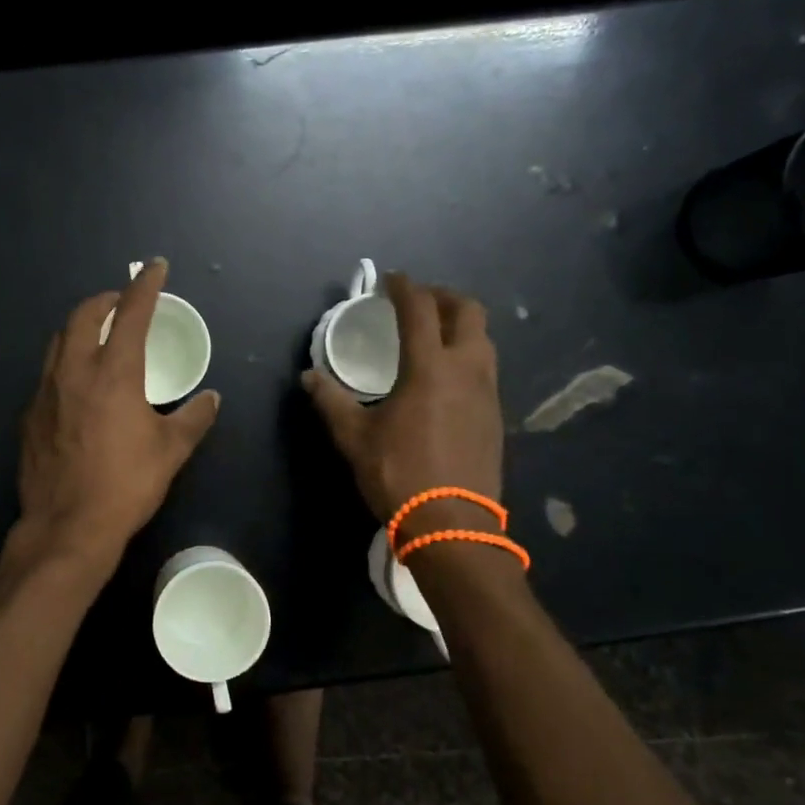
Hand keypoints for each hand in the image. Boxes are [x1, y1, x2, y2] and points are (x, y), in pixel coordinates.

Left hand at [17, 258, 220, 563]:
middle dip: (105, 299)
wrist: (67, 527)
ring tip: (99, 336)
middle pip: (84, 315)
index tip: (155, 267)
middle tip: (122, 303)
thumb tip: (211, 398)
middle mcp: (75, 371)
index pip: (132, 313)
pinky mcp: (29, 415)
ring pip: (59, 341)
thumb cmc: (126, 485)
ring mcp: (46, 392)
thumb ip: (193, 418)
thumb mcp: (170, 451)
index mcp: (114, 373)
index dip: (145, 285)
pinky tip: (77, 386)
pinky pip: (47, 373)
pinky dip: (66, 362)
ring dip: (81, 327)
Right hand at [301, 272, 503, 527]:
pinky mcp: (496, 415)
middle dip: (443, 297)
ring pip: (483, 339)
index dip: (404, 287)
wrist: (451, 524)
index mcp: (429, 367)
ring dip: (461, 325)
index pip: (420, 309)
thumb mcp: (354, 437)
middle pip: (468, 311)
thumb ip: (331, 401)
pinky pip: (486, 368)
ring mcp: (487, 392)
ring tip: (434, 335)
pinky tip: (447, 378)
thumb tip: (309, 377)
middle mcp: (466, 369)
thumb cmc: (398, 474)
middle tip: (418, 302)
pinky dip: (468, 355)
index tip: (391, 280)